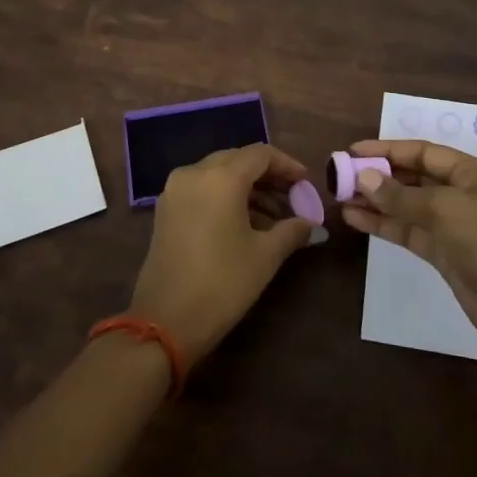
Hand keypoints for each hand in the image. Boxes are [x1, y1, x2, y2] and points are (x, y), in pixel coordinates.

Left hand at [129, 144, 316, 364]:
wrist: (164, 322)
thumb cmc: (222, 284)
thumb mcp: (265, 256)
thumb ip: (292, 231)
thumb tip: (312, 224)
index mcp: (220, 177)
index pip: (261, 154)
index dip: (288, 165)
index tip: (307, 183)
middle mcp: (194, 173)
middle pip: (238, 160)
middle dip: (268, 176)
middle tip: (293, 198)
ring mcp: (175, 190)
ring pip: (219, 174)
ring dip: (248, 188)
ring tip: (275, 218)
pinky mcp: (166, 209)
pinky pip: (202, 189)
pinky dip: (226, 197)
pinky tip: (246, 224)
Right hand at [339, 139, 476, 356]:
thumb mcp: (445, 210)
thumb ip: (401, 195)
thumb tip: (362, 178)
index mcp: (471, 173)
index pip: (422, 153)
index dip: (388, 150)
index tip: (353, 151)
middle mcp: (461, 194)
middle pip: (413, 177)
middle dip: (378, 175)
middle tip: (341, 176)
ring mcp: (451, 226)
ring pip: (406, 205)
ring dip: (376, 200)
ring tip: (340, 197)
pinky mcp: (442, 253)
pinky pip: (407, 231)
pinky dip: (383, 224)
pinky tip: (355, 219)